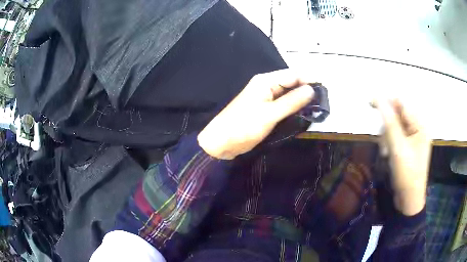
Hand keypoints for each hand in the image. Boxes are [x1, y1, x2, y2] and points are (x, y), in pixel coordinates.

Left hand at [198, 69, 314, 159]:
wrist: (221, 143)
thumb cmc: (243, 126)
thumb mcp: (270, 114)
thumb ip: (291, 101)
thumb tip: (312, 89)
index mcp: (266, 81)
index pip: (294, 75)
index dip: (310, 80)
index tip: (326, 91)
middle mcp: (267, 86)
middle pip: (292, 83)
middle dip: (307, 91)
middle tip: (324, 103)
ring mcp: (266, 98)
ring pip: (289, 95)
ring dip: (302, 101)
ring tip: (318, 109)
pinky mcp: (265, 110)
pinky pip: (283, 105)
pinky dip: (294, 108)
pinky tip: (304, 114)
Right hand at [373, 99, 431, 215]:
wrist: (408, 199)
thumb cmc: (407, 174)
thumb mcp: (398, 148)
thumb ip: (389, 122)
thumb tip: (379, 100)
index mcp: (420, 126)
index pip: (402, 105)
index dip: (387, 101)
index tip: (370, 102)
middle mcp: (418, 129)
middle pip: (398, 116)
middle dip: (387, 127)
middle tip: (383, 142)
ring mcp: (413, 139)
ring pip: (394, 127)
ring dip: (386, 137)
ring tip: (386, 153)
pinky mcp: (407, 147)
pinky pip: (395, 137)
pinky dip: (389, 144)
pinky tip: (387, 155)